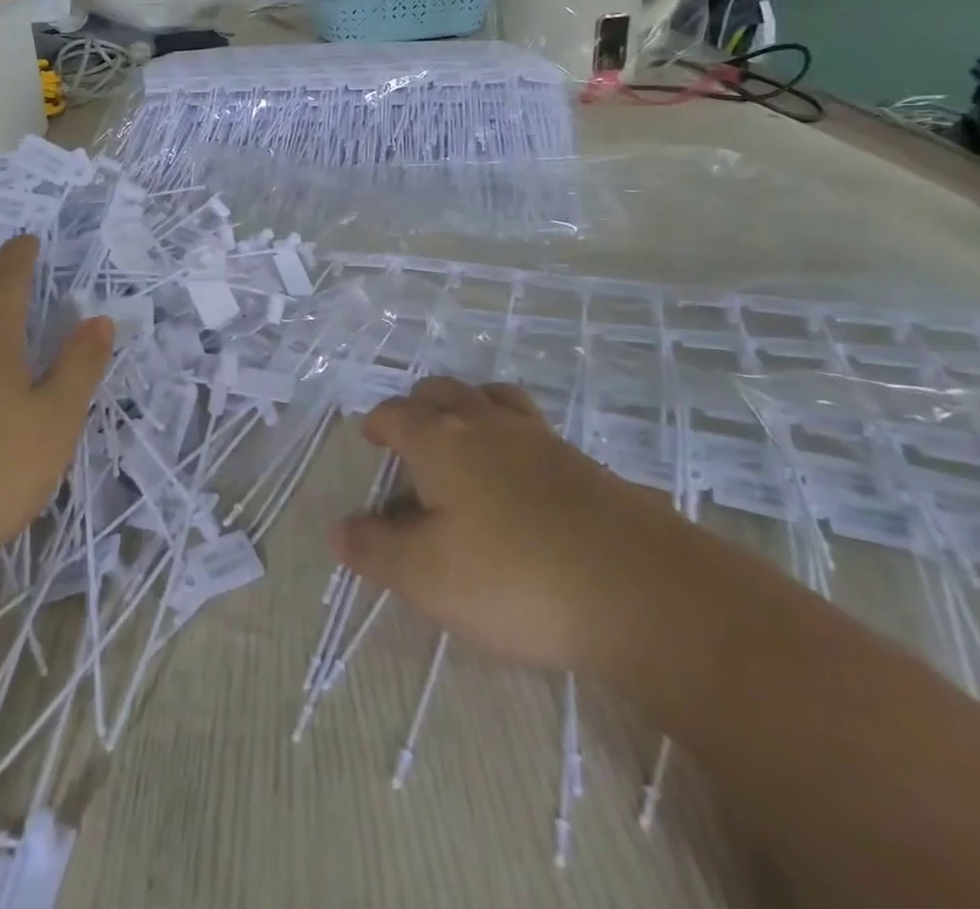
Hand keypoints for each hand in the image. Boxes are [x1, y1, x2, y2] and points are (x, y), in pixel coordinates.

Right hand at [331, 377, 654, 672]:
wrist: (641, 589)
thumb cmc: (515, 579)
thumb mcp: (427, 578)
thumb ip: (376, 551)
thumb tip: (338, 529)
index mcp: (442, 442)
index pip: (397, 414)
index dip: (378, 423)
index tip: (371, 438)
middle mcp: (488, 425)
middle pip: (446, 391)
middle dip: (421, 405)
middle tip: (411, 435)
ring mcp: (541, 439)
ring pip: (494, 398)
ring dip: (470, 407)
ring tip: (465, 439)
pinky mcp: (582, 463)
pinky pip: (533, 429)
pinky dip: (512, 437)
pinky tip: (520, 477)